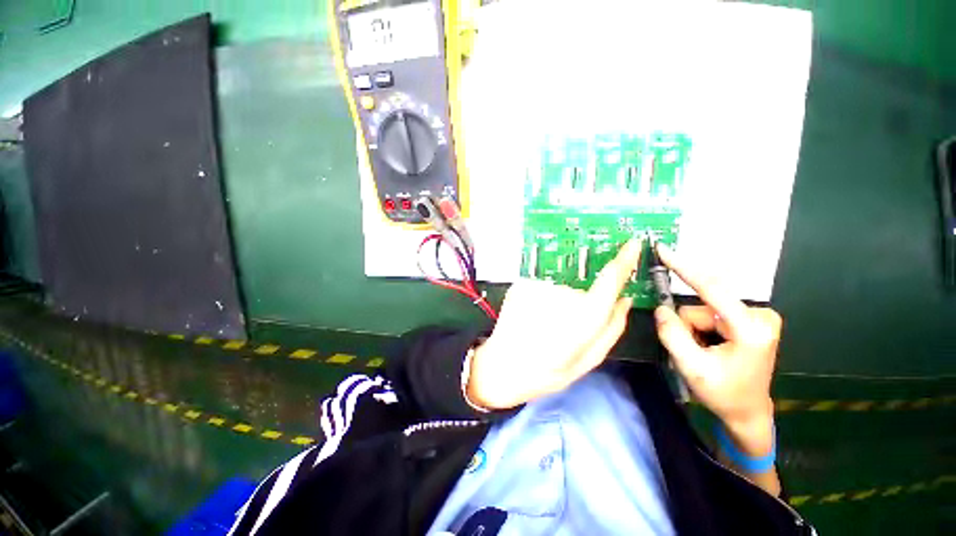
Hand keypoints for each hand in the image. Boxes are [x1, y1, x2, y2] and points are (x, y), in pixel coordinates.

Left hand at [466, 239, 641, 409]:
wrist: (502, 366)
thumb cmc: (547, 371)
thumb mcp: (588, 359)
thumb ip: (612, 328)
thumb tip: (625, 300)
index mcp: (584, 316)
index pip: (610, 279)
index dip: (624, 260)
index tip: (632, 244)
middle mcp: (563, 293)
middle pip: (582, 293)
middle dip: (577, 310)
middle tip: (560, 333)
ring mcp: (540, 286)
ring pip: (559, 292)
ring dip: (556, 307)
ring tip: (542, 330)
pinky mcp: (522, 284)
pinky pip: (542, 290)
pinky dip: (540, 303)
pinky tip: (530, 320)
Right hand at [654, 245, 780, 455]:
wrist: (747, 411)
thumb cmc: (723, 393)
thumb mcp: (692, 367)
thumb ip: (672, 334)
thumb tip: (661, 308)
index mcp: (750, 329)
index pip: (712, 289)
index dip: (684, 268)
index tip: (664, 250)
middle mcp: (759, 316)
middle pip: (701, 305)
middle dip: (688, 326)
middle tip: (691, 350)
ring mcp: (756, 317)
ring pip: (703, 310)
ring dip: (693, 329)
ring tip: (703, 354)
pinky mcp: (749, 319)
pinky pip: (710, 314)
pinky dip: (701, 329)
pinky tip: (710, 347)